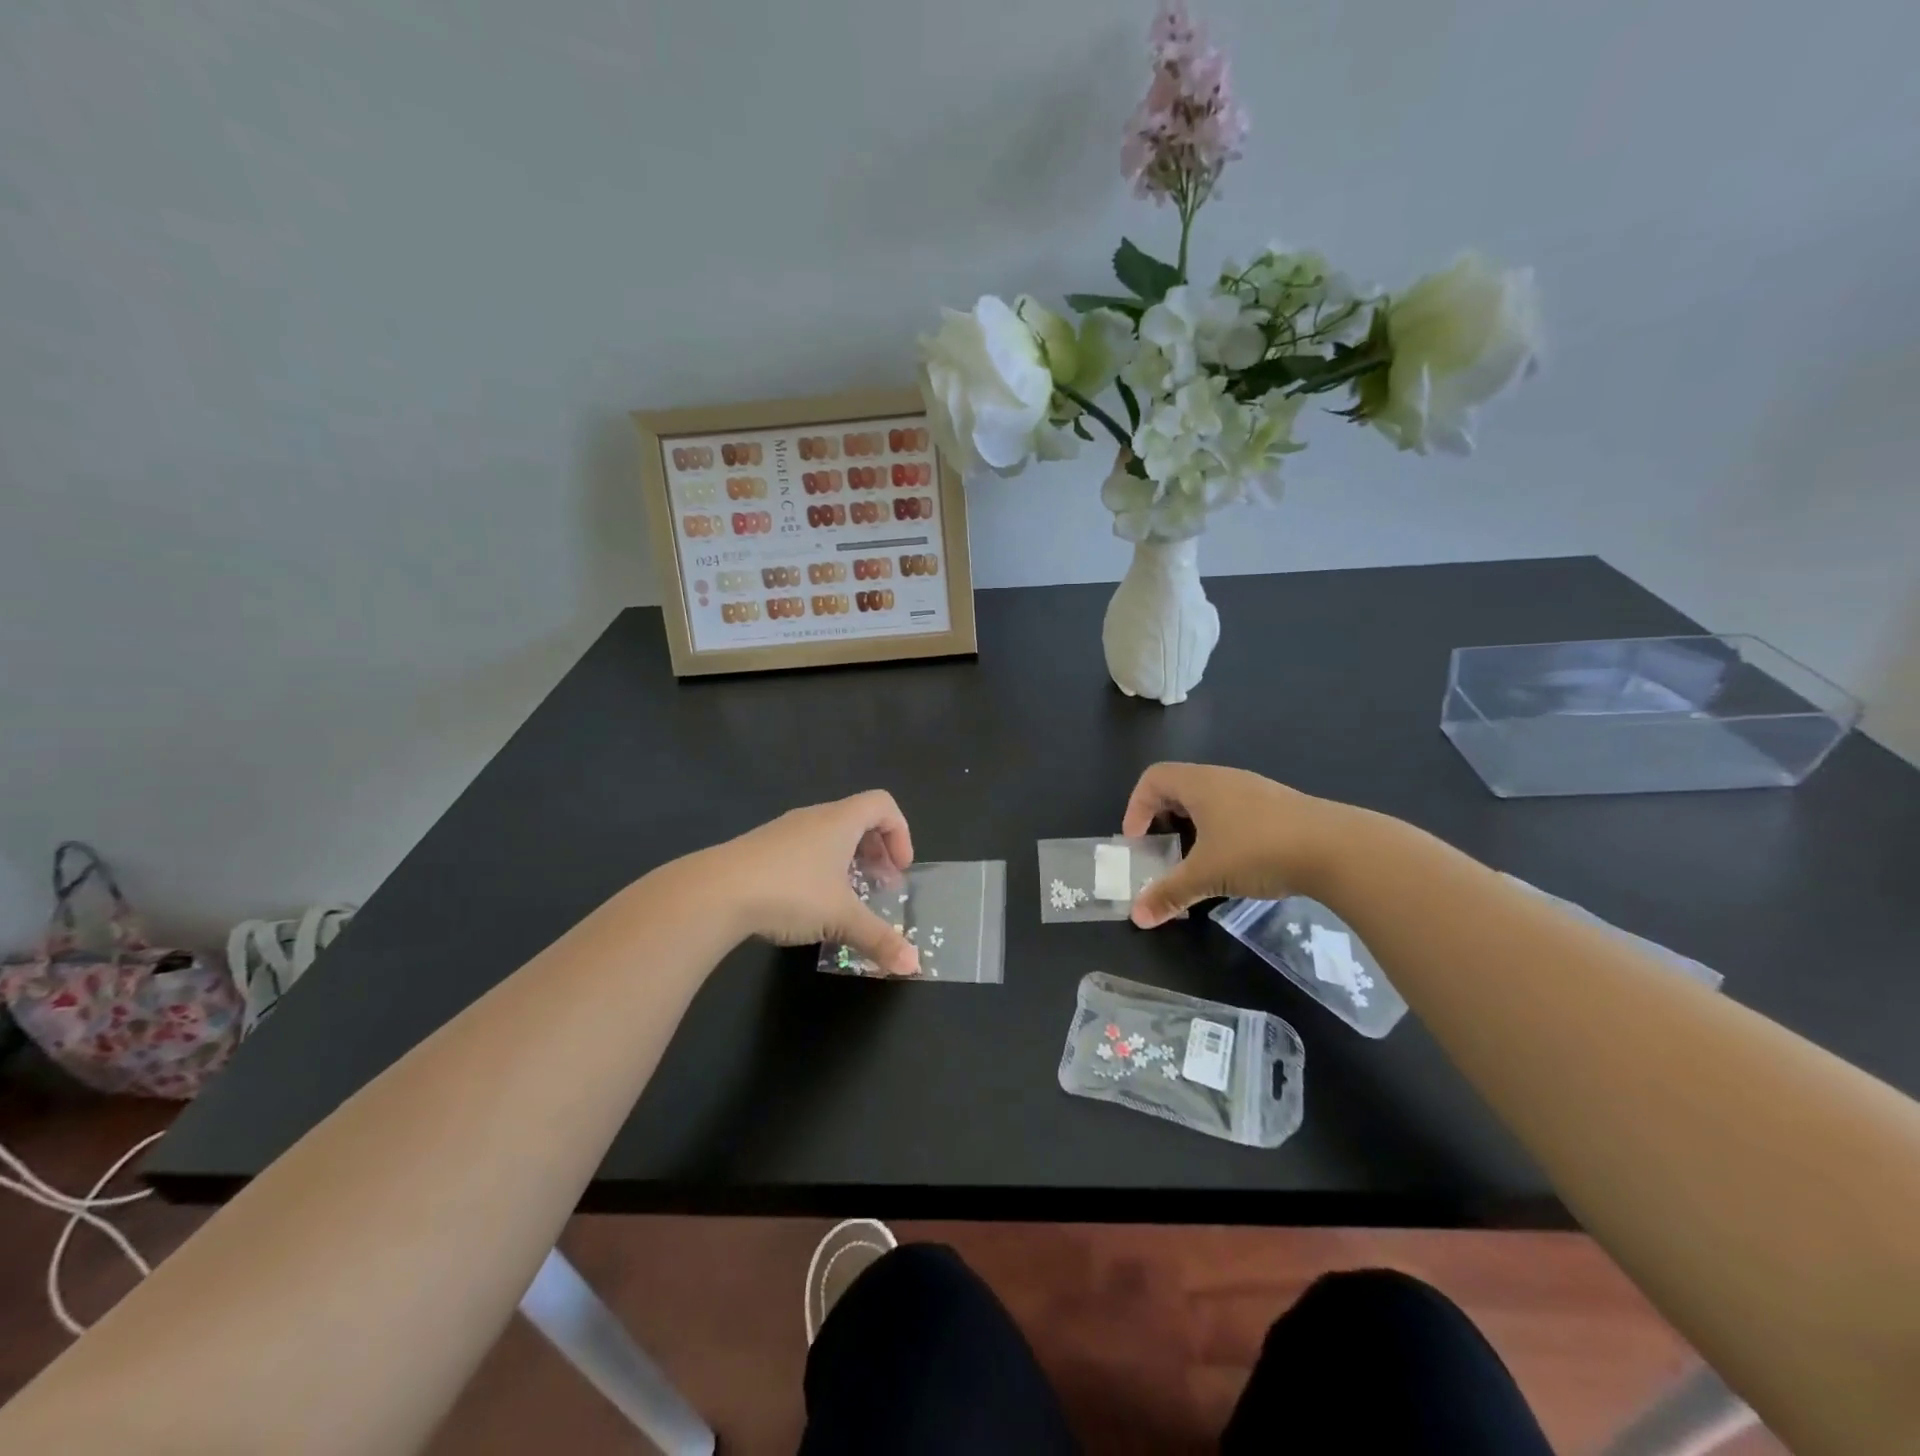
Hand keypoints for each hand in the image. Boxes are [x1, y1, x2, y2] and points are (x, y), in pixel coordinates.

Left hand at [712, 791, 919, 973]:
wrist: (715, 892)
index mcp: (840, 821)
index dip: (900, 833)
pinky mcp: (759, 849)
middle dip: (876, 853)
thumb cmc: (791, 892)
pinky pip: (802, 850)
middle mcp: (814, 817)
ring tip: (846, 899)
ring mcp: (783, 831)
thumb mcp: (841, 918)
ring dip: (847, 862)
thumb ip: (879, 938)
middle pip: (857, 820)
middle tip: (880, 887)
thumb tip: (914, 966)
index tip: (899, 870)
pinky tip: (807, 905)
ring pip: (828, 836)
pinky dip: (818, 869)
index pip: (882, 805)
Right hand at [1121, 763, 1353, 927]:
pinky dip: (1221, 831)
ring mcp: (1255, 791)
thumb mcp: (1207, 875)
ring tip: (1196, 859)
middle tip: (1160, 849)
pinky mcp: (1280, 808)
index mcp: (1200, 784)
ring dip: (1193, 825)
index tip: (1137, 841)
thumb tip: (1137, 917)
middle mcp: (1225, 779)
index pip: (1153, 778)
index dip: (1136, 807)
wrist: (1338, 849)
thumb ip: (1169, 894)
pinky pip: (1235, 811)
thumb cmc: (1258, 850)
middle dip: (1162, 817)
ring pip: (1210, 800)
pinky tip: (1236, 861)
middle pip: (1179, 786)